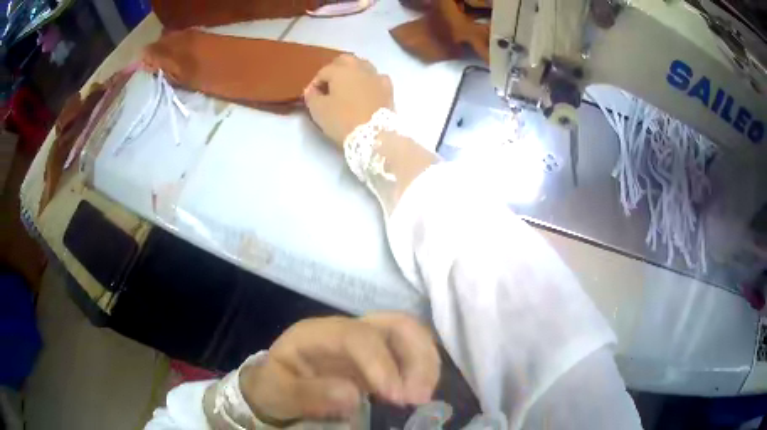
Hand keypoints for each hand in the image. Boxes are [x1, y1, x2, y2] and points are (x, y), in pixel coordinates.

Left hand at [240, 313, 439, 421]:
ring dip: (425, 361)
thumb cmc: (275, 385)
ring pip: (409, 333)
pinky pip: (411, 351)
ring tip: (424, 395)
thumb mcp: (279, 392)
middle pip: (393, 323)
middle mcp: (348, 329)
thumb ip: (309, 394)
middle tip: (419, 395)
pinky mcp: (380, 356)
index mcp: (318, 333)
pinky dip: (425, 367)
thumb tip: (351, 396)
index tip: (396, 397)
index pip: (357, 337)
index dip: (380, 364)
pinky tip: (423, 389)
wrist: (276, 384)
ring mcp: (367, 340)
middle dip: (414, 356)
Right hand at [304, 54, 393, 146]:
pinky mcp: (388, 88)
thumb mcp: (318, 110)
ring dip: (353, 71)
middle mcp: (359, 68)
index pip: (323, 72)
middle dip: (334, 69)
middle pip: (344, 61)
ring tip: (347, 85)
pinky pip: (377, 77)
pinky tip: (367, 89)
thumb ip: (311, 96)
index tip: (312, 96)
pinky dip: (370, 80)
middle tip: (329, 85)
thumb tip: (311, 90)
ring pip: (362, 65)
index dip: (315, 83)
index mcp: (340, 70)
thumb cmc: (342, 120)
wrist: (374, 134)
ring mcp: (376, 76)